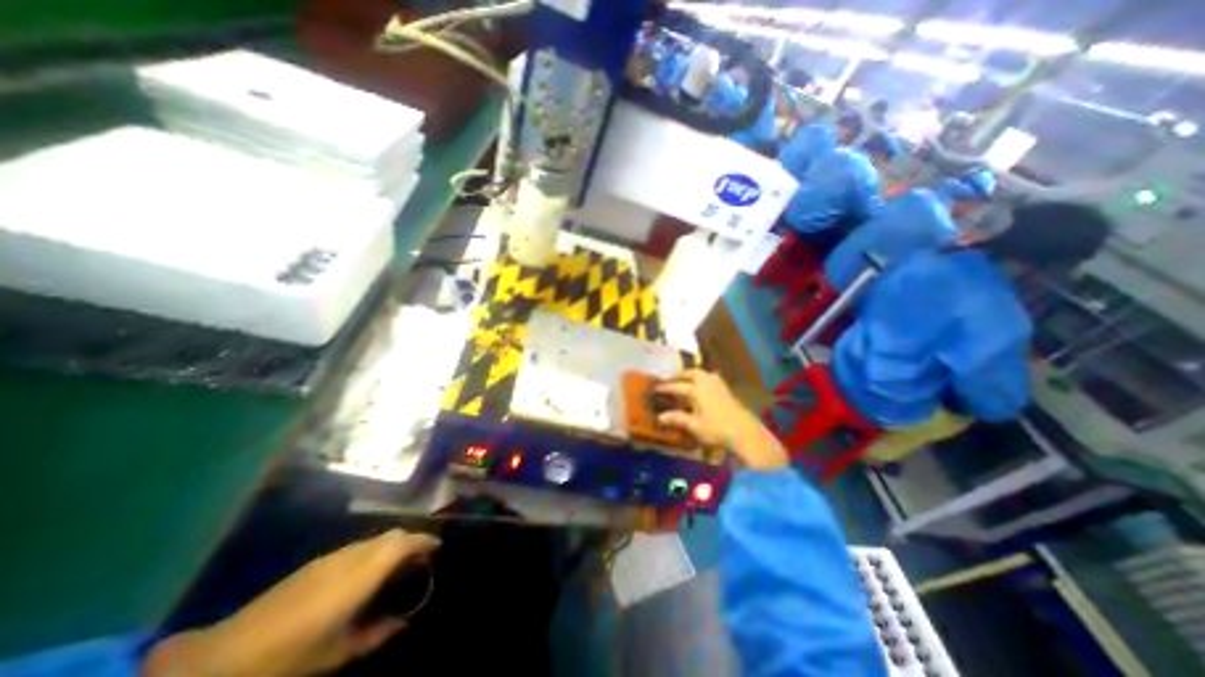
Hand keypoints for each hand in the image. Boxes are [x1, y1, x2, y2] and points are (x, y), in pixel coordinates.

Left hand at [142, 532, 441, 676]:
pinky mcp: (317, 561)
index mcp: (364, 573)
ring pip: (375, 539)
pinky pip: (357, 547)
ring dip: (391, 545)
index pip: (405, 543)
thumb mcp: (339, 652)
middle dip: (411, 540)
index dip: (424, 541)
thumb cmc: (291, 655)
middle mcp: (353, 555)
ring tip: (396, 564)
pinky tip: (365, 572)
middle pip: (392, 535)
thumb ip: (377, 633)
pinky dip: (372, 551)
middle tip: (420, 557)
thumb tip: (402, 622)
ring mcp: (333, 556)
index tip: (437, 547)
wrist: (224, 656)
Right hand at [659, 371, 792, 470]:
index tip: (655, 388)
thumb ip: (677, 419)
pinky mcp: (727, 390)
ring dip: (693, 375)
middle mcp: (707, 383)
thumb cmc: (717, 429)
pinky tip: (704, 387)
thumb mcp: (694, 426)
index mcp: (696, 390)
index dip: (665, 387)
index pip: (676, 387)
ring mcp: (719, 385)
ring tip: (686, 380)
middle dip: (680, 375)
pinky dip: (704, 379)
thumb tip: (659, 417)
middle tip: (671, 379)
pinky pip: (712, 378)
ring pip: (703, 374)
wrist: (745, 432)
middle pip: (691, 373)